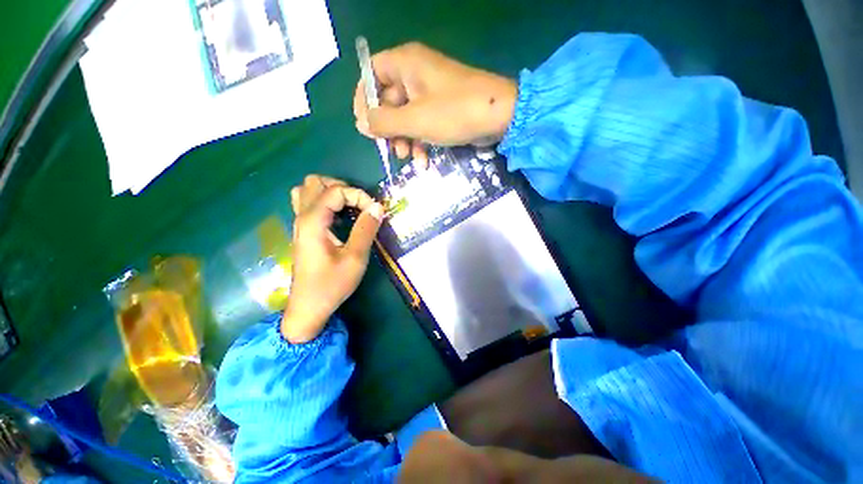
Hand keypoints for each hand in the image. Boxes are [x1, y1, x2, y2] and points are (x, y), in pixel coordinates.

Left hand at [282, 175, 383, 342]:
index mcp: (313, 221)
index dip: (359, 196)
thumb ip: (366, 229)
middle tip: (360, 205)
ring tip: (348, 206)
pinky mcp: (303, 232)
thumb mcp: (355, 258)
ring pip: (308, 191)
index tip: (375, 212)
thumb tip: (378, 207)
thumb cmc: (332, 284)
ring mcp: (299, 224)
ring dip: (330, 192)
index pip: (336, 191)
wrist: (308, 307)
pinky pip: (308, 204)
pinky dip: (325, 202)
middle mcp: (302, 217)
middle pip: (315, 182)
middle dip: (342, 188)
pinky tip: (338, 216)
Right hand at [353, 42, 517, 167]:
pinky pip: (422, 123)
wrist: (499, 116)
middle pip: (388, 100)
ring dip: (405, 140)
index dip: (364, 99)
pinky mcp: (442, 109)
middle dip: (388, 128)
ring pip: (406, 116)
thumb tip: (360, 124)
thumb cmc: (454, 112)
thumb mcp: (414, 120)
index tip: (364, 125)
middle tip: (389, 149)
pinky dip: (420, 141)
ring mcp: (430, 92)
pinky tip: (423, 160)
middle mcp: (416, 73)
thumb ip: (383, 122)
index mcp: (406, 64)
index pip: (371, 73)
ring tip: (408, 158)